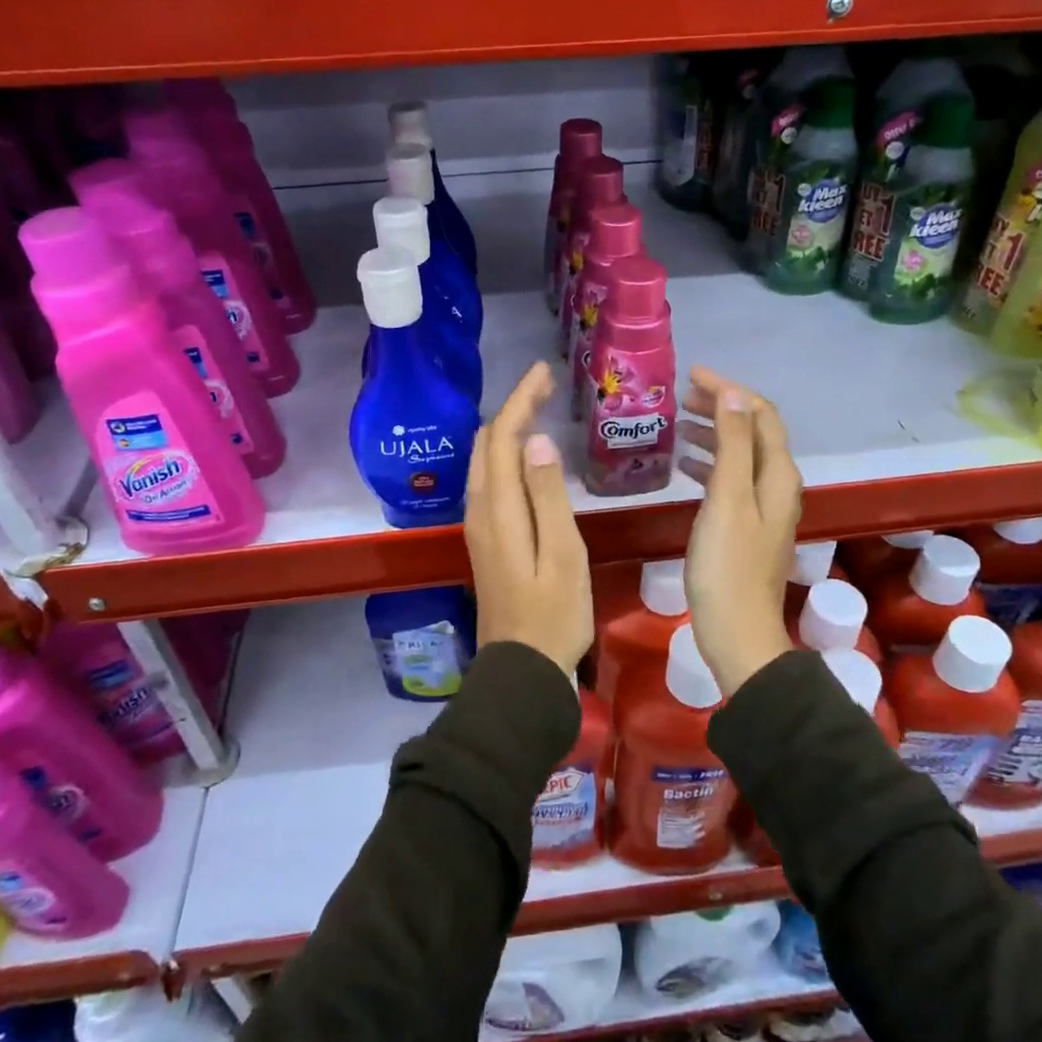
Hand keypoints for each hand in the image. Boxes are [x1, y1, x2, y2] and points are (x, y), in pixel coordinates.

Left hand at [465, 361, 593, 675]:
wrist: (522, 669)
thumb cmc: (553, 615)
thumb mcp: (563, 554)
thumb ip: (548, 496)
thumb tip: (536, 442)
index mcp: (498, 509)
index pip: (503, 438)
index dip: (521, 400)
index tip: (544, 371)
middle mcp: (479, 510)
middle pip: (488, 444)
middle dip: (513, 408)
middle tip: (545, 386)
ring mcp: (478, 526)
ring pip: (485, 461)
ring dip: (507, 430)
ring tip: (537, 409)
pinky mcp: (486, 540)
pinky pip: (489, 480)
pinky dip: (505, 454)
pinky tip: (525, 456)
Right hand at [678, 366, 800, 695]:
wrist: (737, 632)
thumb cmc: (727, 565)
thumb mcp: (728, 498)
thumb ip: (733, 444)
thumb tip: (733, 394)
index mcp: (776, 474)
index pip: (760, 414)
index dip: (729, 390)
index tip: (691, 375)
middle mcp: (776, 485)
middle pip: (752, 432)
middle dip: (720, 407)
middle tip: (680, 397)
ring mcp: (762, 508)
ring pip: (740, 455)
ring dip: (712, 434)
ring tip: (677, 424)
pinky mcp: (746, 527)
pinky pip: (729, 480)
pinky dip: (708, 464)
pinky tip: (683, 466)